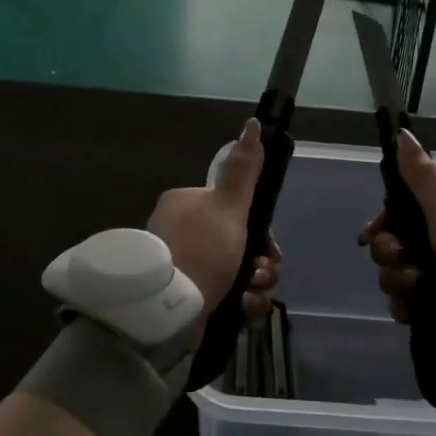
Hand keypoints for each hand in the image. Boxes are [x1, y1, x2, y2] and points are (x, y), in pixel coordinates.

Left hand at [147, 119, 280, 321]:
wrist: (165, 311)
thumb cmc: (201, 250)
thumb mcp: (228, 206)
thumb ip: (243, 170)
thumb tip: (253, 124)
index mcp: (186, 204)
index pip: (234, 211)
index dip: (261, 230)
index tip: (270, 248)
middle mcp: (181, 231)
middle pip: (238, 242)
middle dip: (260, 262)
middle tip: (262, 274)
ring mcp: (181, 266)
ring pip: (234, 271)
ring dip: (255, 285)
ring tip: (251, 296)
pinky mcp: (183, 298)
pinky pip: (222, 296)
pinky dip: (240, 303)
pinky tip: (244, 310)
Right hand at [359, 130, 435, 361]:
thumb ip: (421, 175)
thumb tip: (402, 132)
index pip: (408, 209)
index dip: (385, 221)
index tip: (371, 234)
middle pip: (401, 241)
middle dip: (389, 252)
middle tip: (397, 259)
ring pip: (402, 272)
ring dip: (397, 280)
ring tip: (411, 287)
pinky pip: (414, 301)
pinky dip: (407, 304)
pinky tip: (409, 308)